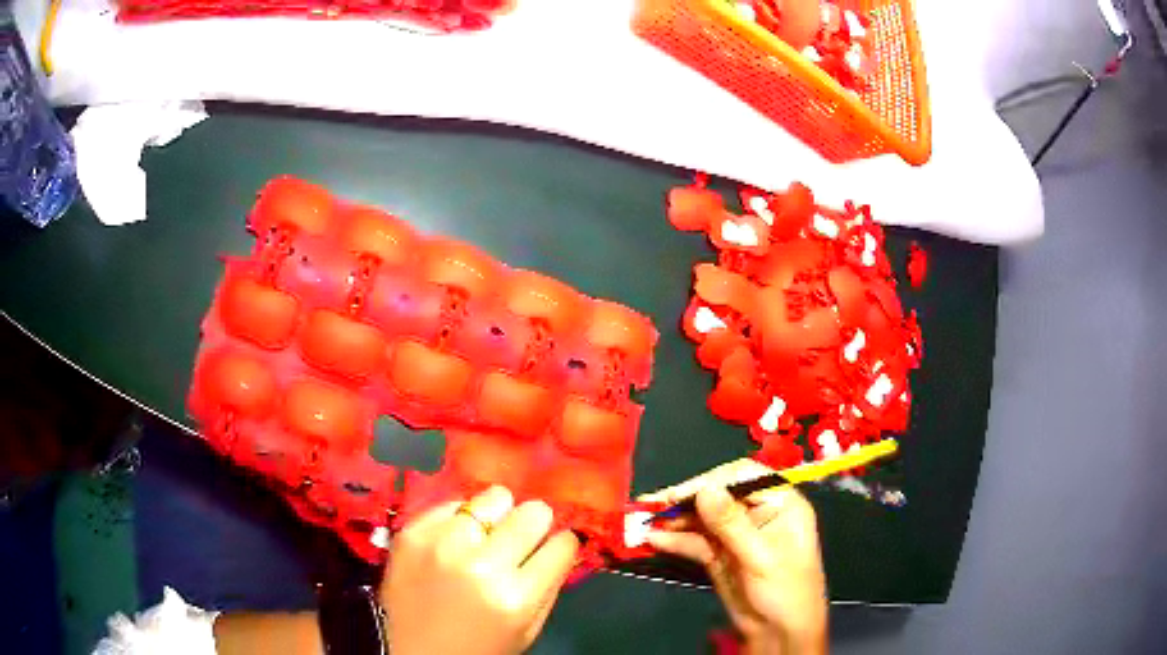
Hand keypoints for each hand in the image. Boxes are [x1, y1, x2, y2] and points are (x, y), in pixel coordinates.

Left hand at [382, 485, 579, 654]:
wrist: (413, 652)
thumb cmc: (480, 648)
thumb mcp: (528, 629)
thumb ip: (549, 584)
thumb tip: (562, 541)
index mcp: (515, 597)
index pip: (562, 544)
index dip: (561, 543)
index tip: (553, 545)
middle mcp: (480, 565)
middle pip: (531, 512)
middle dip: (533, 523)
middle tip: (521, 535)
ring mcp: (442, 545)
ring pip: (491, 498)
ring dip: (495, 515)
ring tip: (484, 534)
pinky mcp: (411, 533)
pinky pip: (451, 504)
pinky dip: (458, 519)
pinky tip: (453, 540)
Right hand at [640, 460, 827, 654]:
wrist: (779, 632)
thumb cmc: (785, 591)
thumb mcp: (761, 557)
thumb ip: (731, 524)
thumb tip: (704, 488)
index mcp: (780, 502)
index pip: (743, 477)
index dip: (710, 480)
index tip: (679, 494)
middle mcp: (757, 512)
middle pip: (717, 495)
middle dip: (685, 500)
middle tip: (651, 506)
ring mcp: (736, 534)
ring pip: (701, 518)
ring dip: (674, 520)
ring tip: (643, 522)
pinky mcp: (719, 554)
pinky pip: (695, 541)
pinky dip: (674, 540)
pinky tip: (653, 540)